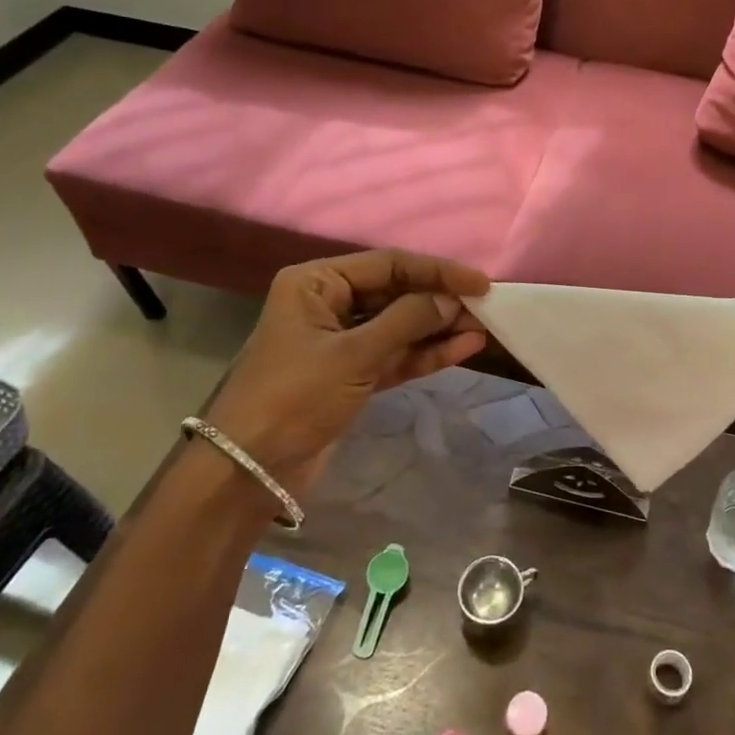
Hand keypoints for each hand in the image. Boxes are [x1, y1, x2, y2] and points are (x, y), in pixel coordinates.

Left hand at [203, 250, 489, 493]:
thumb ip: (407, 321)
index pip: (388, 265)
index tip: (479, 283)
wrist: (249, 470)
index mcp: (317, 283)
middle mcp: (329, 303)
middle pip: (396, 293)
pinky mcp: (351, 374)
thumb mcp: (353, 354)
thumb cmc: (294, 397)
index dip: (436, 271)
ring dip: (438, 328)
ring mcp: (341, 341)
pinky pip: (395, 355)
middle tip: (485, 309)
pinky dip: (425, 354)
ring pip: (400, 326)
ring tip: (482, 328)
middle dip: (439, 301)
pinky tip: (462, 348)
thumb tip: (451, 299)